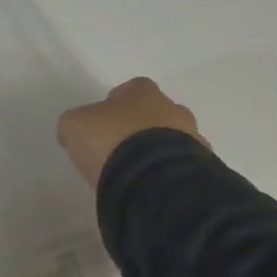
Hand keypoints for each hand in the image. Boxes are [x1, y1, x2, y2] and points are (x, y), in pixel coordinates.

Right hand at [56, 78, 204, 188]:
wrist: (153, 181)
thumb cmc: (111, 141)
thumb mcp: (74, 126)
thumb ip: (76, 123)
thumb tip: (77, 131)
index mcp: (144, 93)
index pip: (130, 89)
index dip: (114, 104)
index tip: (102, 123)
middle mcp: (174, 110)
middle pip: (155, 114)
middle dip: (139, 128)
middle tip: (118, 148)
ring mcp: (193, 140)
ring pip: (172, 140)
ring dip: (156, 152)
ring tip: (134, 173)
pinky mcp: (202, 170)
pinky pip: (180, 167)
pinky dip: (166, 173)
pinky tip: (149, 187)